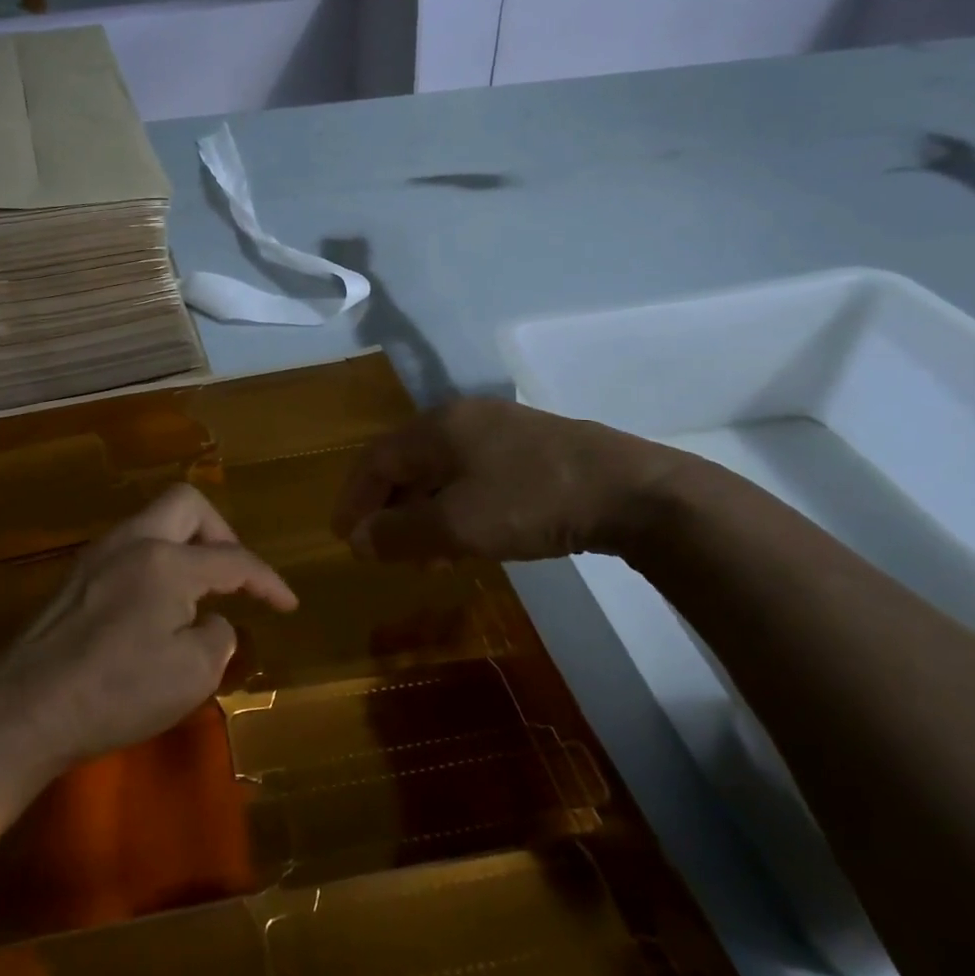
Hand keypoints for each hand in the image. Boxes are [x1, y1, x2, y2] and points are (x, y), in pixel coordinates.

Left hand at [0, 484, 296, 767]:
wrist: (25, 709)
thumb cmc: (116, 692)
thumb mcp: (192, 674)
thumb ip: (217, 635)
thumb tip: (209, 620)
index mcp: (167, 561)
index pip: (233, 559)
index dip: (267, 581)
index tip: (288, 604)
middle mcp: (132, 542)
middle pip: (187, 504)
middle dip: (221, 532)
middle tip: (232, 575)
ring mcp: (98, 555)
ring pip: (154, 521)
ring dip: (186, 545)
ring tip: (198, 591)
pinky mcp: (76, 577)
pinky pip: (131, 547)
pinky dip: (157, 562)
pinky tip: (157, 605)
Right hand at [331, 397, 683, 564]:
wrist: (631, 491)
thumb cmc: (530, 502)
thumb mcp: (455, 525)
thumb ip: (399, 534)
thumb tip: (358, 540)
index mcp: (437, 427)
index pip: (375, 460)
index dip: (353, 498)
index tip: (342, 536)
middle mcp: (462, 419)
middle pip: (405, 463)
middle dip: (387, 509)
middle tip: (380, 548)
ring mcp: (500, 430)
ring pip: (440, 472)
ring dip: (422, 513)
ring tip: (424, 556)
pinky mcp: (531, 449)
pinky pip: (472, 476)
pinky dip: (455, 507)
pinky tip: (467, 538)